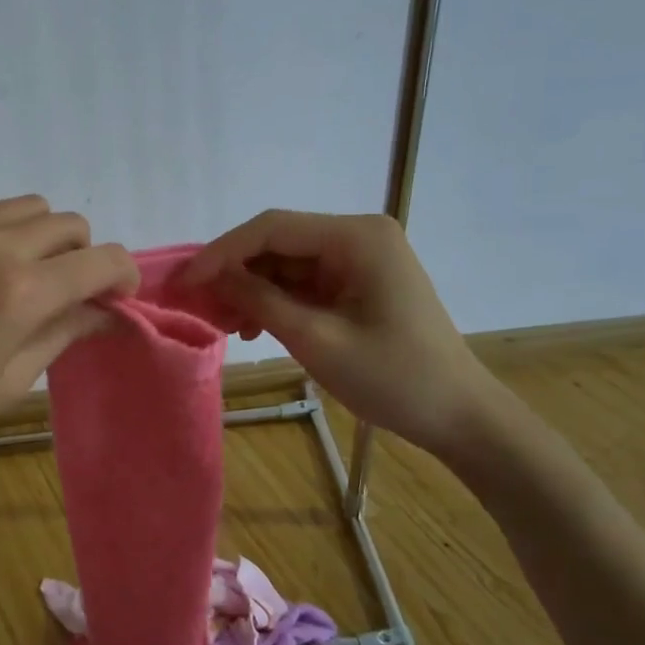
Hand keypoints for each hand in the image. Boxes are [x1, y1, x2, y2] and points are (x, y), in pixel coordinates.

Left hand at [0, 196, 137, 470]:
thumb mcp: (7, 383)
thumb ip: (63, 334)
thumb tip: (107, 311)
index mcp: (21, 291)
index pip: (102, 259)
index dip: (122, 276)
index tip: (116, 299)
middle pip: (69, 223)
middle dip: (81, 256)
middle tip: (64, 294)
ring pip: (27, 207)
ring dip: (41, 238)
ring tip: (19, 278)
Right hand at [182, 210, 499, 456]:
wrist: (458, 415)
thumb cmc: (392, 377)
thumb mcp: (316, 339)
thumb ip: (260, 300)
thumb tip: (211, 276)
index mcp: (356, 237)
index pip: (272, 228)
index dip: (222, 252)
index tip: (186, 281)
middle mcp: (358, 236)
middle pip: (279, 243)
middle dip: (236, 272)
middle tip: (200, 306)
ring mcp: (360, 259)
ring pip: (287, 263)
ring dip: (253, 290)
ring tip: (227, 324)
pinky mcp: (359, 283)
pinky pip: (305, 283)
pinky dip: (277, 301)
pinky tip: (257, 327)